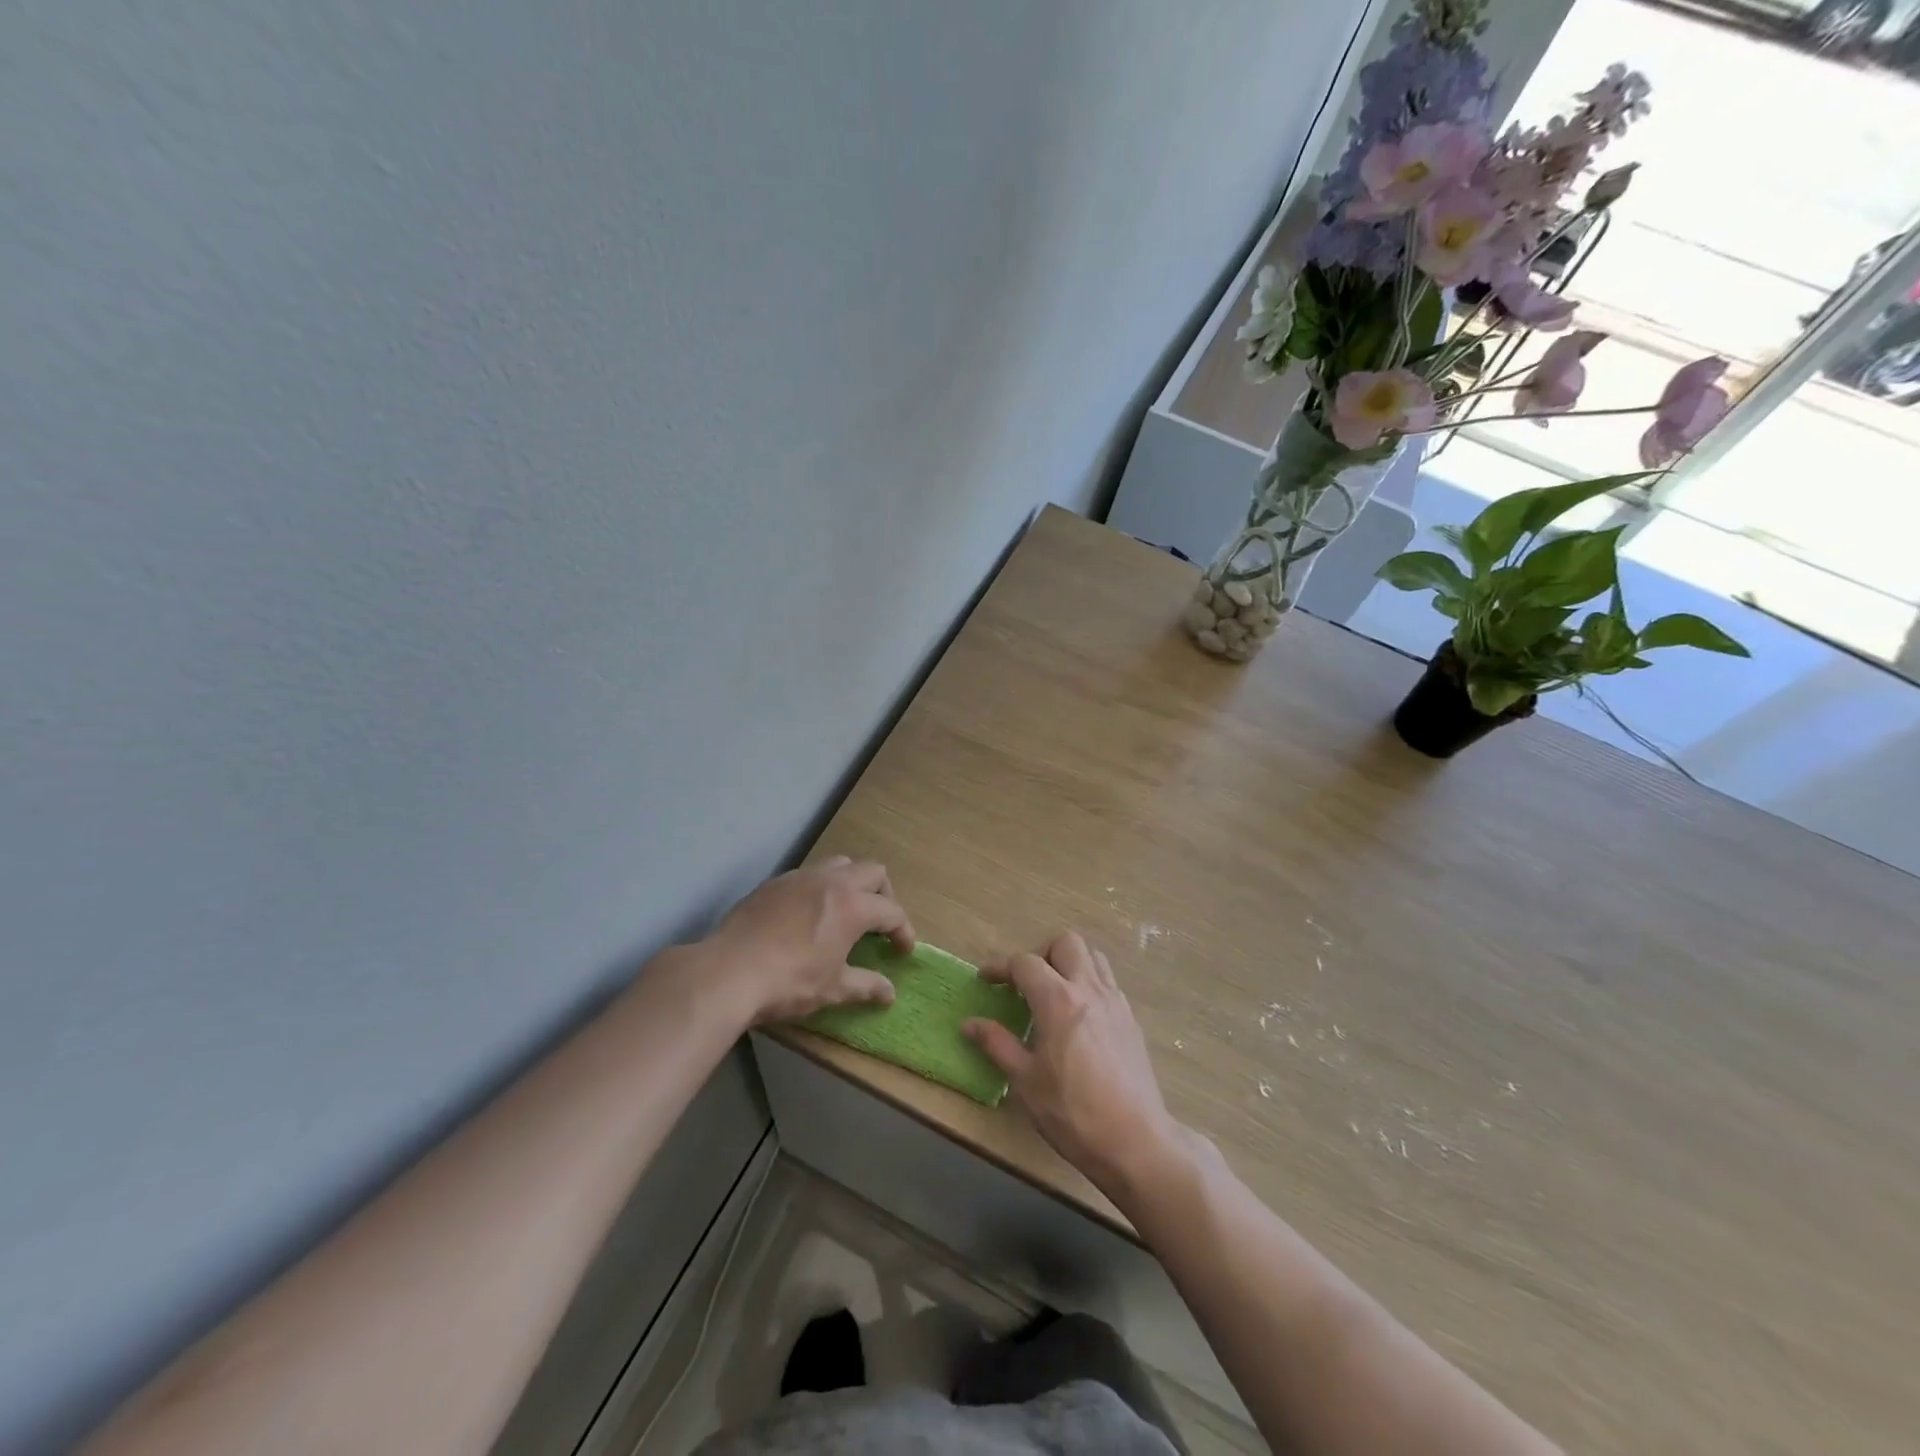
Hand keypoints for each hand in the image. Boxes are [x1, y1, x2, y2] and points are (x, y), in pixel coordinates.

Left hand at [702, 858, 914, 1026]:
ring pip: (839, 864)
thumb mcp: (833, 989)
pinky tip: (808, 915)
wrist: (728, 972)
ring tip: (846, 911)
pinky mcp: (774, 883)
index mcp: (853, 905)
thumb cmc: (789, 982)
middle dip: (884, 895)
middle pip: (872, 872)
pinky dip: (820, 888)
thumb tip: (890, 993)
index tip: (903, 950)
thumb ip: (866, 986)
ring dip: (852, 883)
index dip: (903, 931)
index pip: (892, 911)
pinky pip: (808, 874)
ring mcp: (800, 877)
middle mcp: (831, 881)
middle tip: (879, 923)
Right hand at [964, 932, 1183, 1201]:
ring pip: (1093, 956)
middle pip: (1066, 943)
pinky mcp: (1131, 1019)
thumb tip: (970, 1023)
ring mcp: (1115, 1002)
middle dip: (1040, 953)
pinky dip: (1088, 983)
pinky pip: (1108, 982)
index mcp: (1058, 1000)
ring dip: (1069, 962)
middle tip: (1025, 982)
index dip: (1001, 967)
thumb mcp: (1026, 1081)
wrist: (1135, 1141)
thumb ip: (997, 1044)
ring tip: (1053, 991)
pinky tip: (1078, 1015)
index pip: (1025, 963)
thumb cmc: (1073, 1113)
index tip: (986, 980)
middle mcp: (1089, 989)